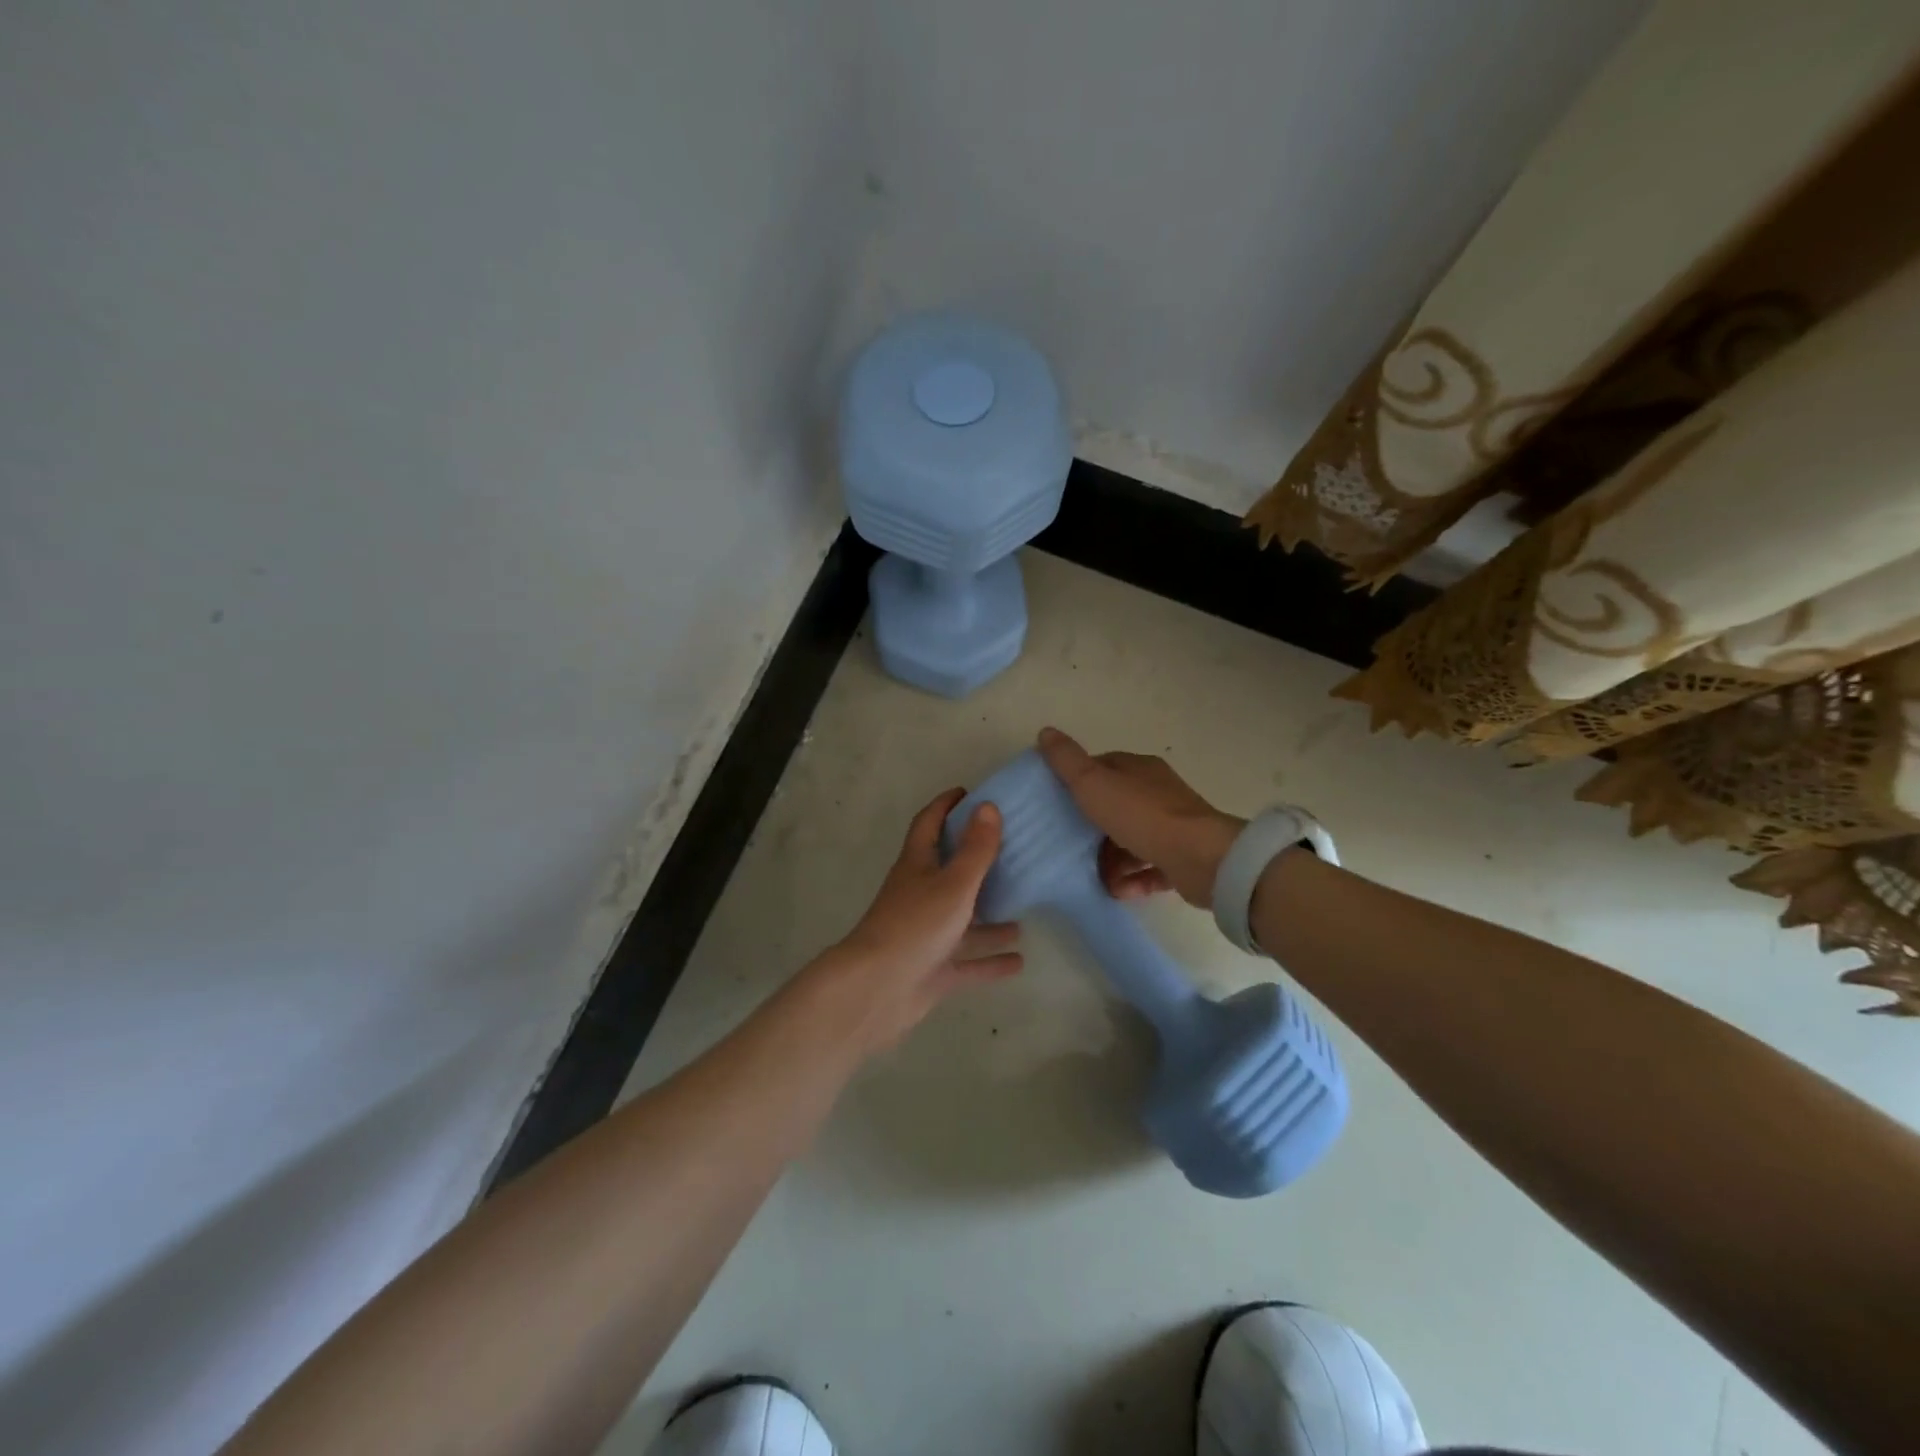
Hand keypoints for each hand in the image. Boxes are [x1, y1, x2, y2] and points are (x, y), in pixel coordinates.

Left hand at [810, 788, 1022, 1053]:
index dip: (945, 806)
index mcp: (917, 866)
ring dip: (990, 917)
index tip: (969, 793)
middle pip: (948, 871)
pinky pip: (968, 961)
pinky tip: (1019, 960)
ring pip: (962, 920)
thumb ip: (975, 849)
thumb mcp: (953, 883)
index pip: (929, 824)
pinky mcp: (933, 970)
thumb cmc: (916, 926)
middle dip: (976, 861)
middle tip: (1011, 851)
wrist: (877, 991)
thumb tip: (988, 806)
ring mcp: (926, 935)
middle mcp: (920, 895)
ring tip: (1023, 912)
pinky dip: (990, 960)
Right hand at [1037, 726, 1243, 907]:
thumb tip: (1045, 731)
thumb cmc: (1141, 815)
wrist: (1200, 857)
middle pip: (1116, 808)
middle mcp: (1158, 792)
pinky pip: (1151, 867)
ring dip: (1112, 862)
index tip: (1058, 806)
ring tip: (1099, 879)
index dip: (1079, 784)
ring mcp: (1173, 825)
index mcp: (1139, 769)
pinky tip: (1121, 891)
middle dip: (1093, 831)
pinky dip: (1134, 880)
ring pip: (1132, 841)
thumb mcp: (1093, 783)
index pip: (1103, 769)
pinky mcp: (1183, 857)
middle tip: (1072, 849)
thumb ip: (1067, 761)